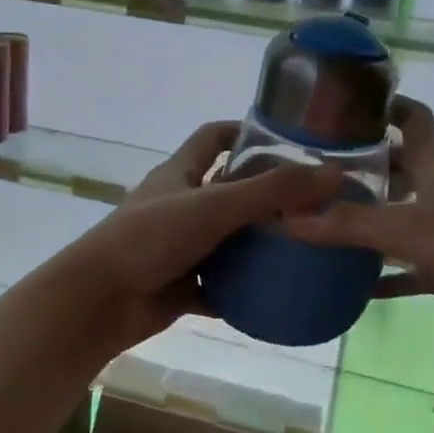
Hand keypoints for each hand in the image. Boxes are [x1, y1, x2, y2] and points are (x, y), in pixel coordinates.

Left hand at [60, 121, 342, 352]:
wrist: (98, 301)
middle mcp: (178, 205)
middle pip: (226, 190)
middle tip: (312, 201)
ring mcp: (177, 247)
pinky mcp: (179, 285)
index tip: (285, 137)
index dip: (244, 130)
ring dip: (257, 244)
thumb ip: (272, 191)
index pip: (212, 137)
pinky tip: (277, 294)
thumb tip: (335, 173)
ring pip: (225, 240)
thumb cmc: (150, 238)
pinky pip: (219, 285)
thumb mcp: (214, 207)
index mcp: (179, 174)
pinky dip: (242, 289)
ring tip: (305, 246)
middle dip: (264, 194)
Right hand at [286, 96, 433, 363]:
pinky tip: (348, 281)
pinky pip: (405, 268)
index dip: (385, 105)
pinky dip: (380, 272)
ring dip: (366, 218)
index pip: (413, 118)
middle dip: (362, 165)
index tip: (345, 102)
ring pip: (398, 218)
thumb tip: (289, 219)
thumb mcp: (411, 229)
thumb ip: (350, 224)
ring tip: (320, 218)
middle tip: (315, 169)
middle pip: (399, 167)